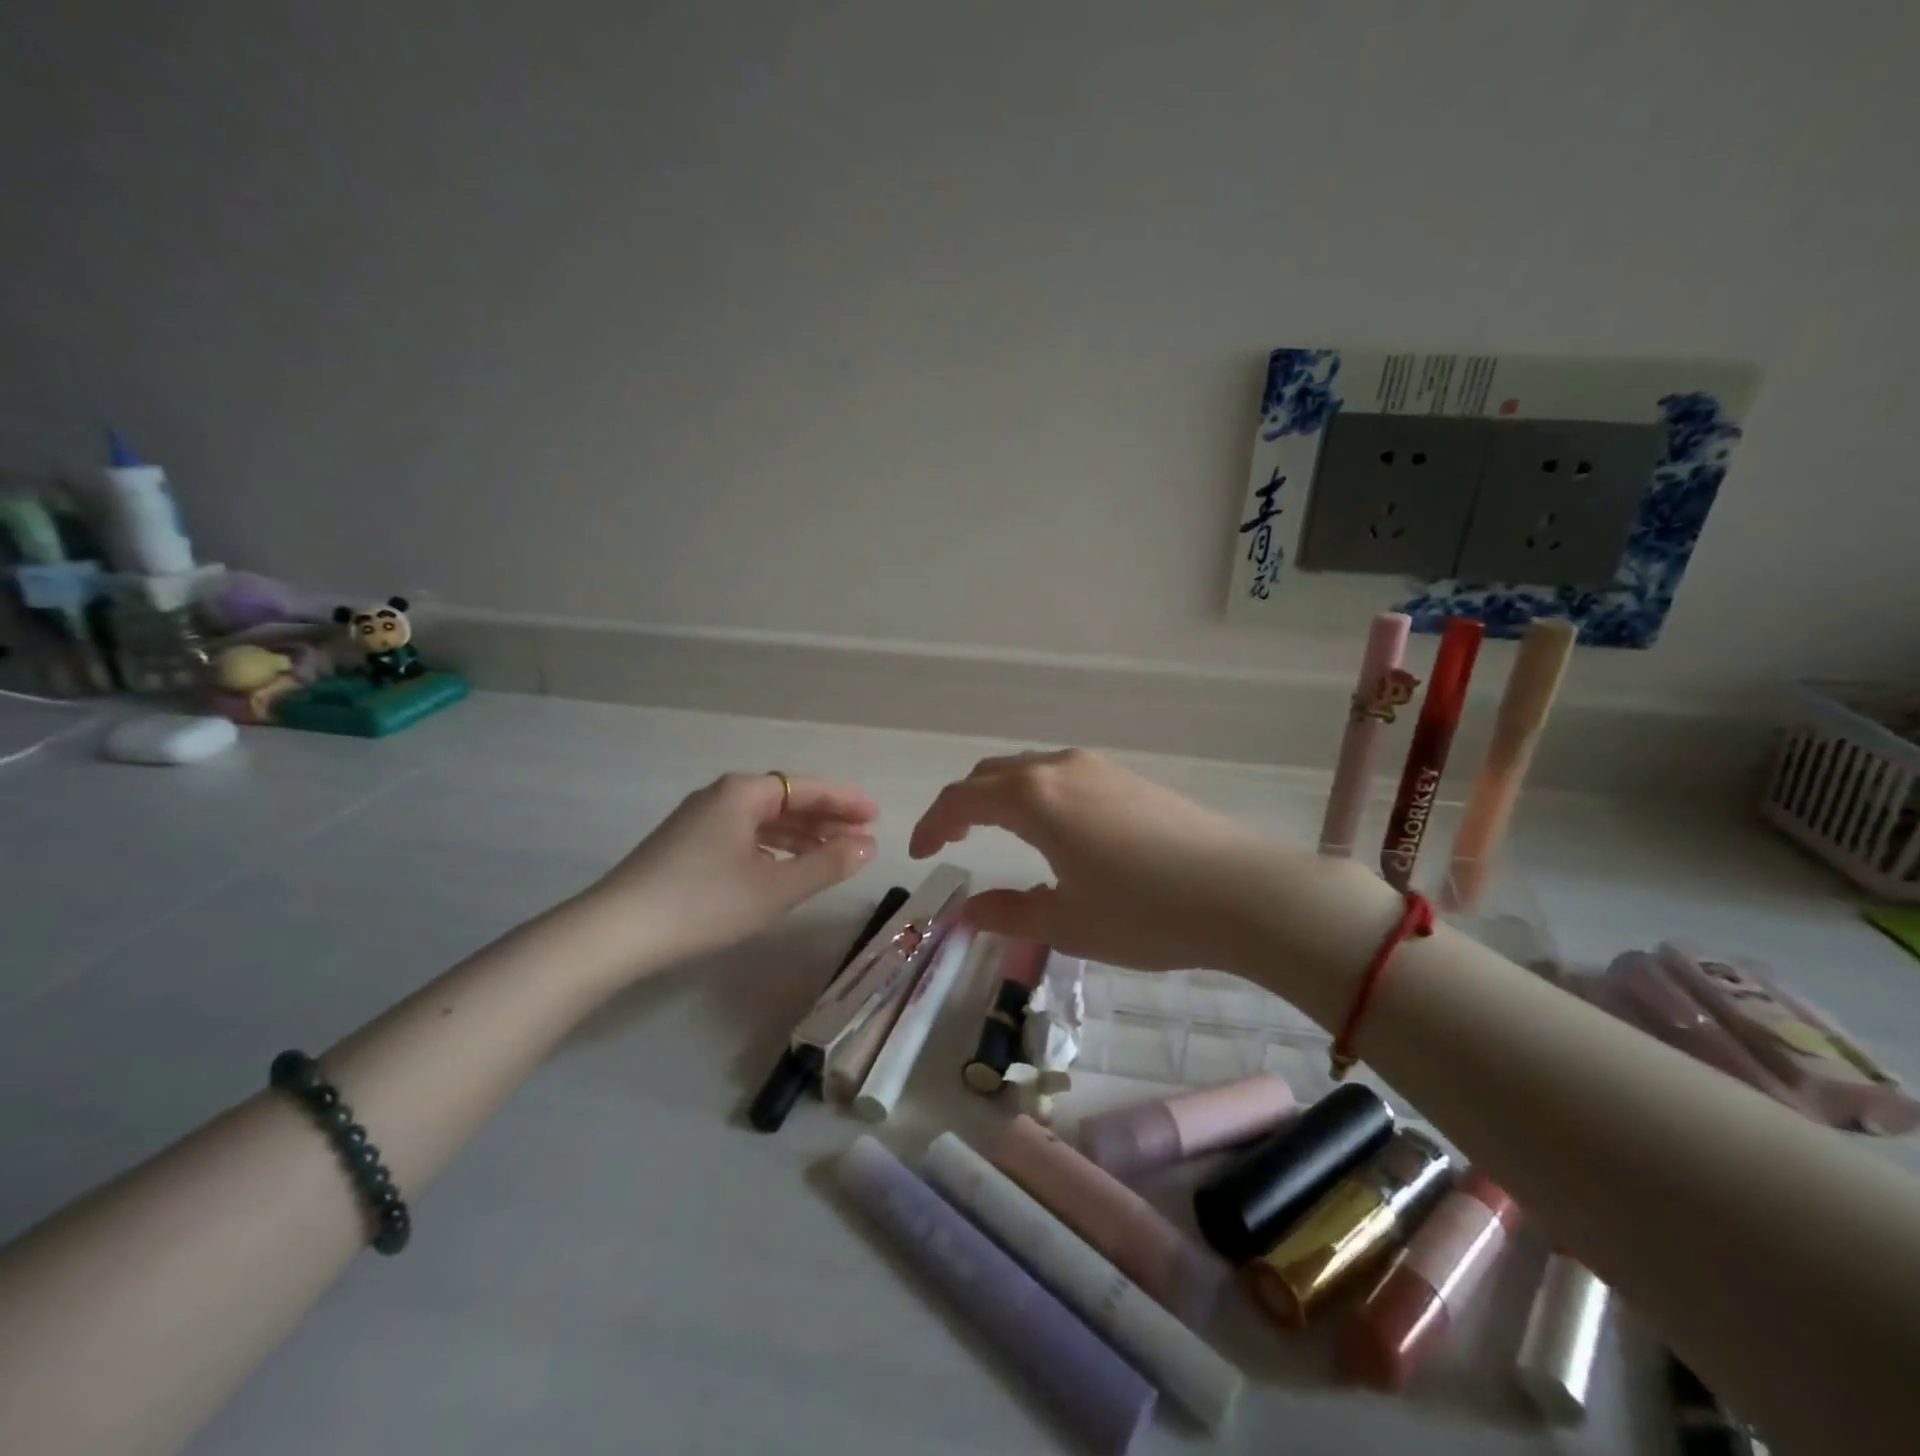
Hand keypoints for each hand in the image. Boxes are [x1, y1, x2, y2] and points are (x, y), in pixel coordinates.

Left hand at [590, 772, 877, 965]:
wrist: (615, 932)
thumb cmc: (703, 903)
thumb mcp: (774, 888)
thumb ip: (826, 864)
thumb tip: (867, 846)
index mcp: (743, 793)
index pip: (807, 787)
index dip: (845, 801)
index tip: (876, 815)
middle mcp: (721, 796)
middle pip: (786, 800)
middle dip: (825, 818)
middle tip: (862, 837)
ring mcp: (699, 820)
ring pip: (764, 820)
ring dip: (801, 835)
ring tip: (833, 855)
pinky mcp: (685, 845)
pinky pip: (744, 835)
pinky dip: (773, 848)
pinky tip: (785, 868)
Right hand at [909, 749, 1277, 971]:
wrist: (1242, 892)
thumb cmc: (1144, 913)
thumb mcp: (1066, 923)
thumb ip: (1008, 912)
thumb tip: (967, 911)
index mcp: (1033, 799)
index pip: (962, 799)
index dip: (932, 825)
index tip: (921, 855)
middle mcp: (1060, 769)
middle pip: (991, 775)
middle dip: (962, 805)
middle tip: (951, 841)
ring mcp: (1098, 768)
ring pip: (1029, 770)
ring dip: (1000, 796)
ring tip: (996, 834)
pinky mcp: (1128, 777)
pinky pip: (1062, 776)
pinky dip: (1036, 795)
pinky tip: (1053, 830)